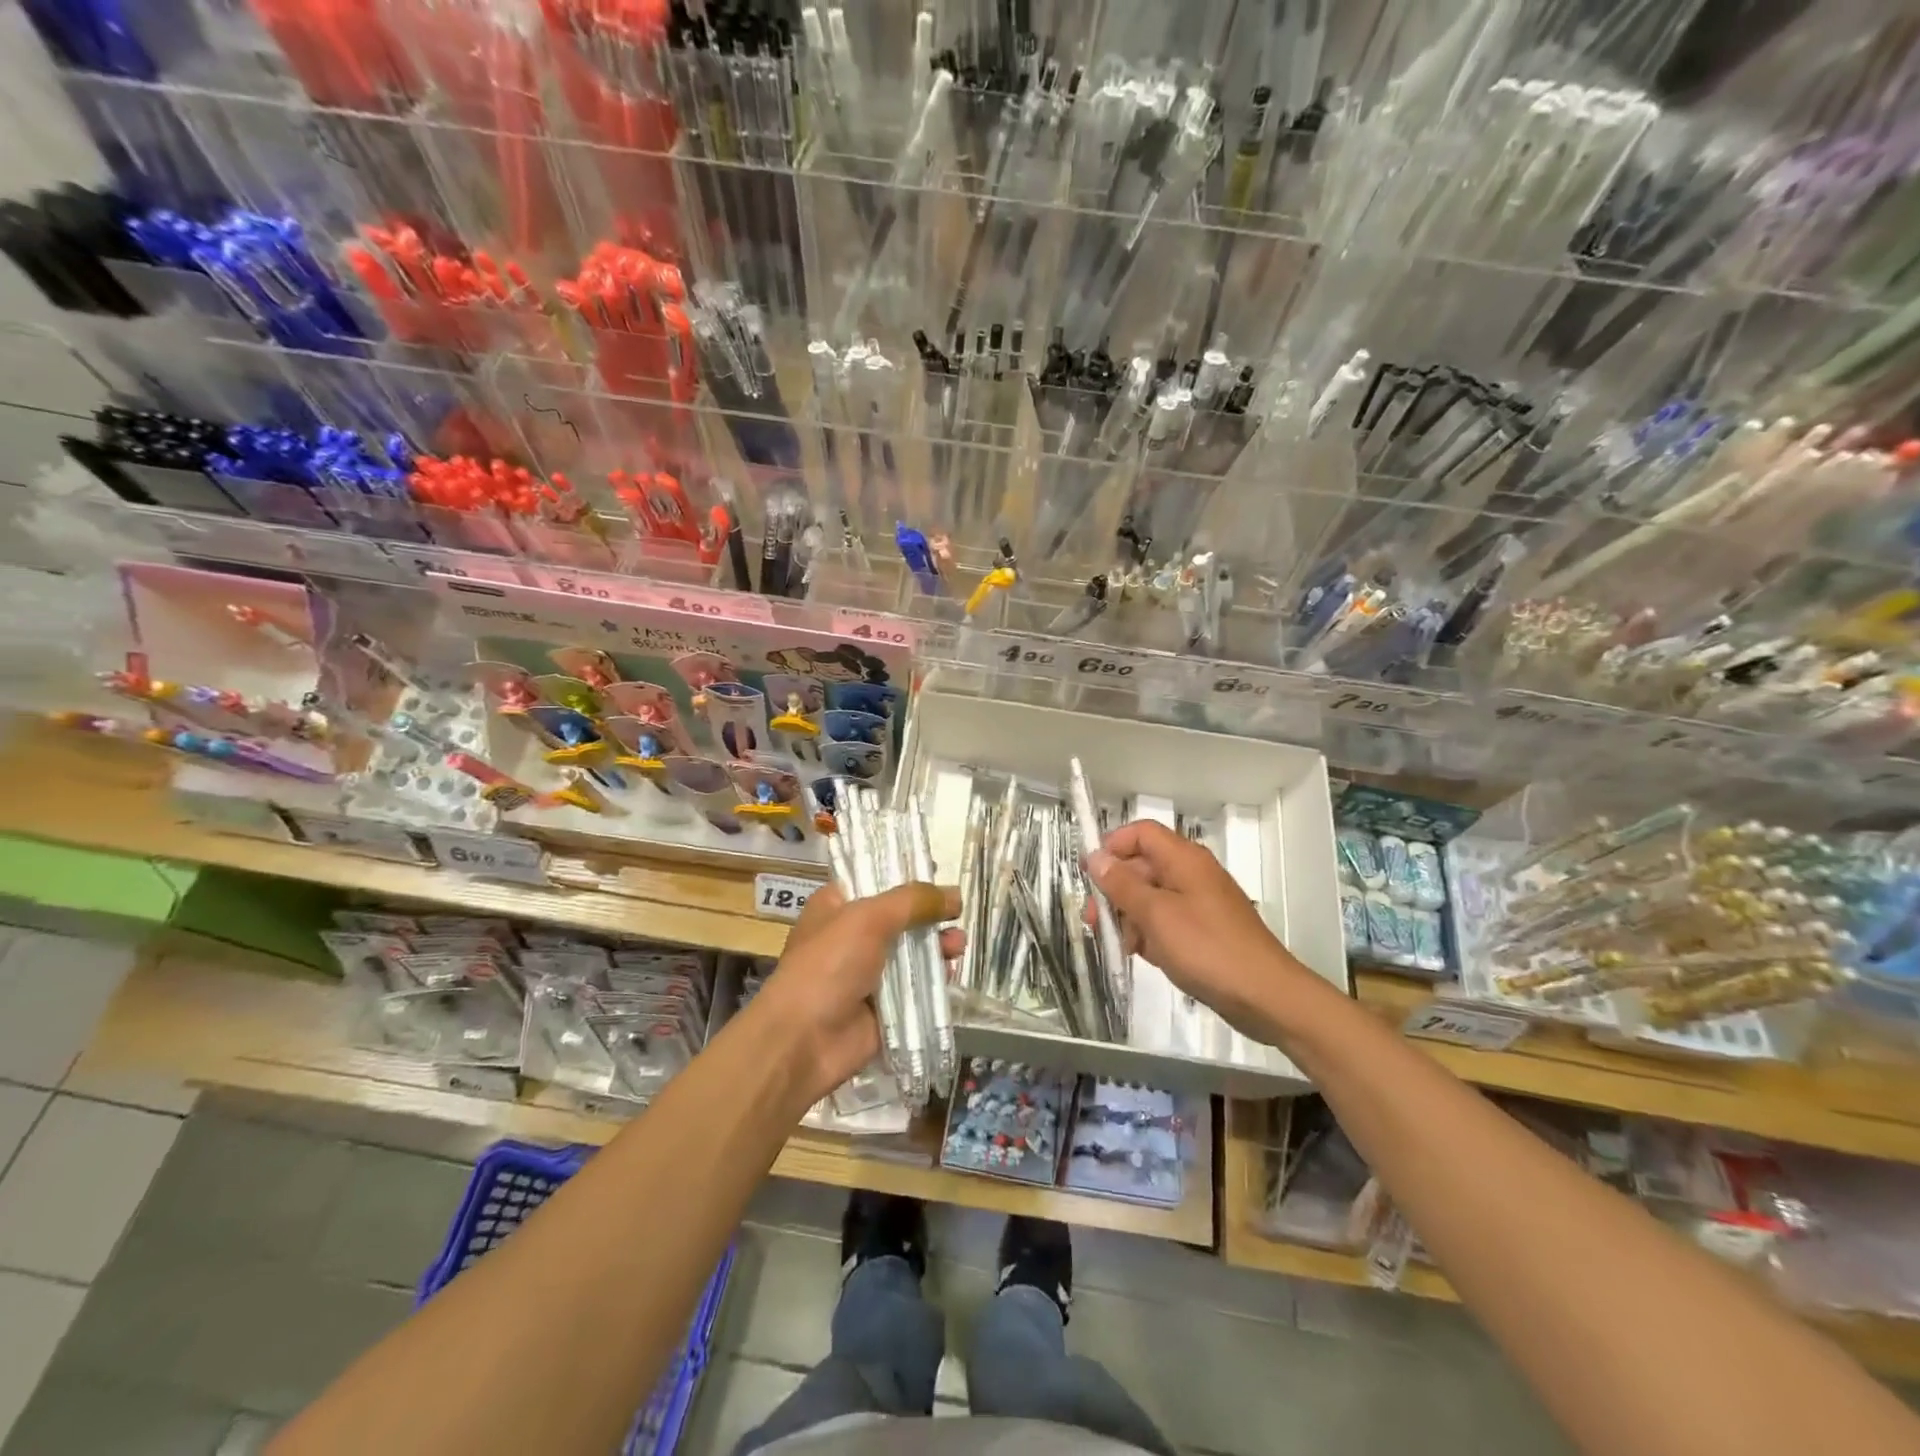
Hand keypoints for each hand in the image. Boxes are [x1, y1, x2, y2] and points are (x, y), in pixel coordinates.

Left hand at [752, 882, 961, 1107]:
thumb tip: (955, 895)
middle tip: (957, 915)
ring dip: (937, 947)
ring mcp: (868, 973)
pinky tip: (951, 973)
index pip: (875, 880)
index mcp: (837, 906)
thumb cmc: (828, 965)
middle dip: (930, 915)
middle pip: (901, 917)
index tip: (938, 873)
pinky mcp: (884, 1006)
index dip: (906, 876)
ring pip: (912, 953)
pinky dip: (934, 980)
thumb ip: (913, 902)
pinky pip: (916, 988)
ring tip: (958, 946)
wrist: (803, 1040)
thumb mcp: (868, 919)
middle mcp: (852, 936)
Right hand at [1085, 820, 1317, 1035]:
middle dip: (1114, 889)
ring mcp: (1200, 902)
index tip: (1089, 874)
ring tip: (1121, 945)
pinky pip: (1167, 920)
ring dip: (1129, 916)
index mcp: (1184, 859)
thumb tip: (1096, 857)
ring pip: (1152, 896)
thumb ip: (1122, 885)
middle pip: (1142, 866)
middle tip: (1093, 919)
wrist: (1265, 996)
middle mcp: (1192, 874)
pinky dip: (1150, 933)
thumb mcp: (1155, 915)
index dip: (1112, 846)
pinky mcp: (1205, 930)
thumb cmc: (1207, 948)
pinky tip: (1142, 955)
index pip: (1141, 833)